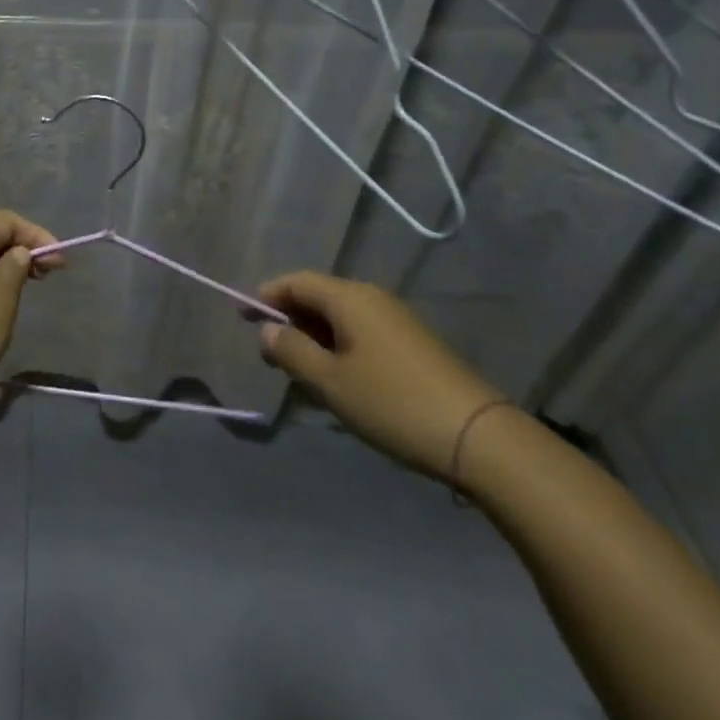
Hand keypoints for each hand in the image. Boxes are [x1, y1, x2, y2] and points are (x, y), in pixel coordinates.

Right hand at [257, 271, 502, 478]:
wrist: (479, 437)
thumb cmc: (393, 403)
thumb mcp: (330, 382)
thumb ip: (292, 352)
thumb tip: (267, 331)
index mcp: (349, 298)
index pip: (296, 282)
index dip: (265, 296)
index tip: (241, 316)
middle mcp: (372, 298)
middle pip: (318, 296)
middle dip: (289, 319)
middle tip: (268, 352)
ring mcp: (396, 320)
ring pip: (340, 317)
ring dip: (313, 336)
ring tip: (298, 369)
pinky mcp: (413, 344)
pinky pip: (361, 332)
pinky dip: (338, 346)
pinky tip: (336, 378)